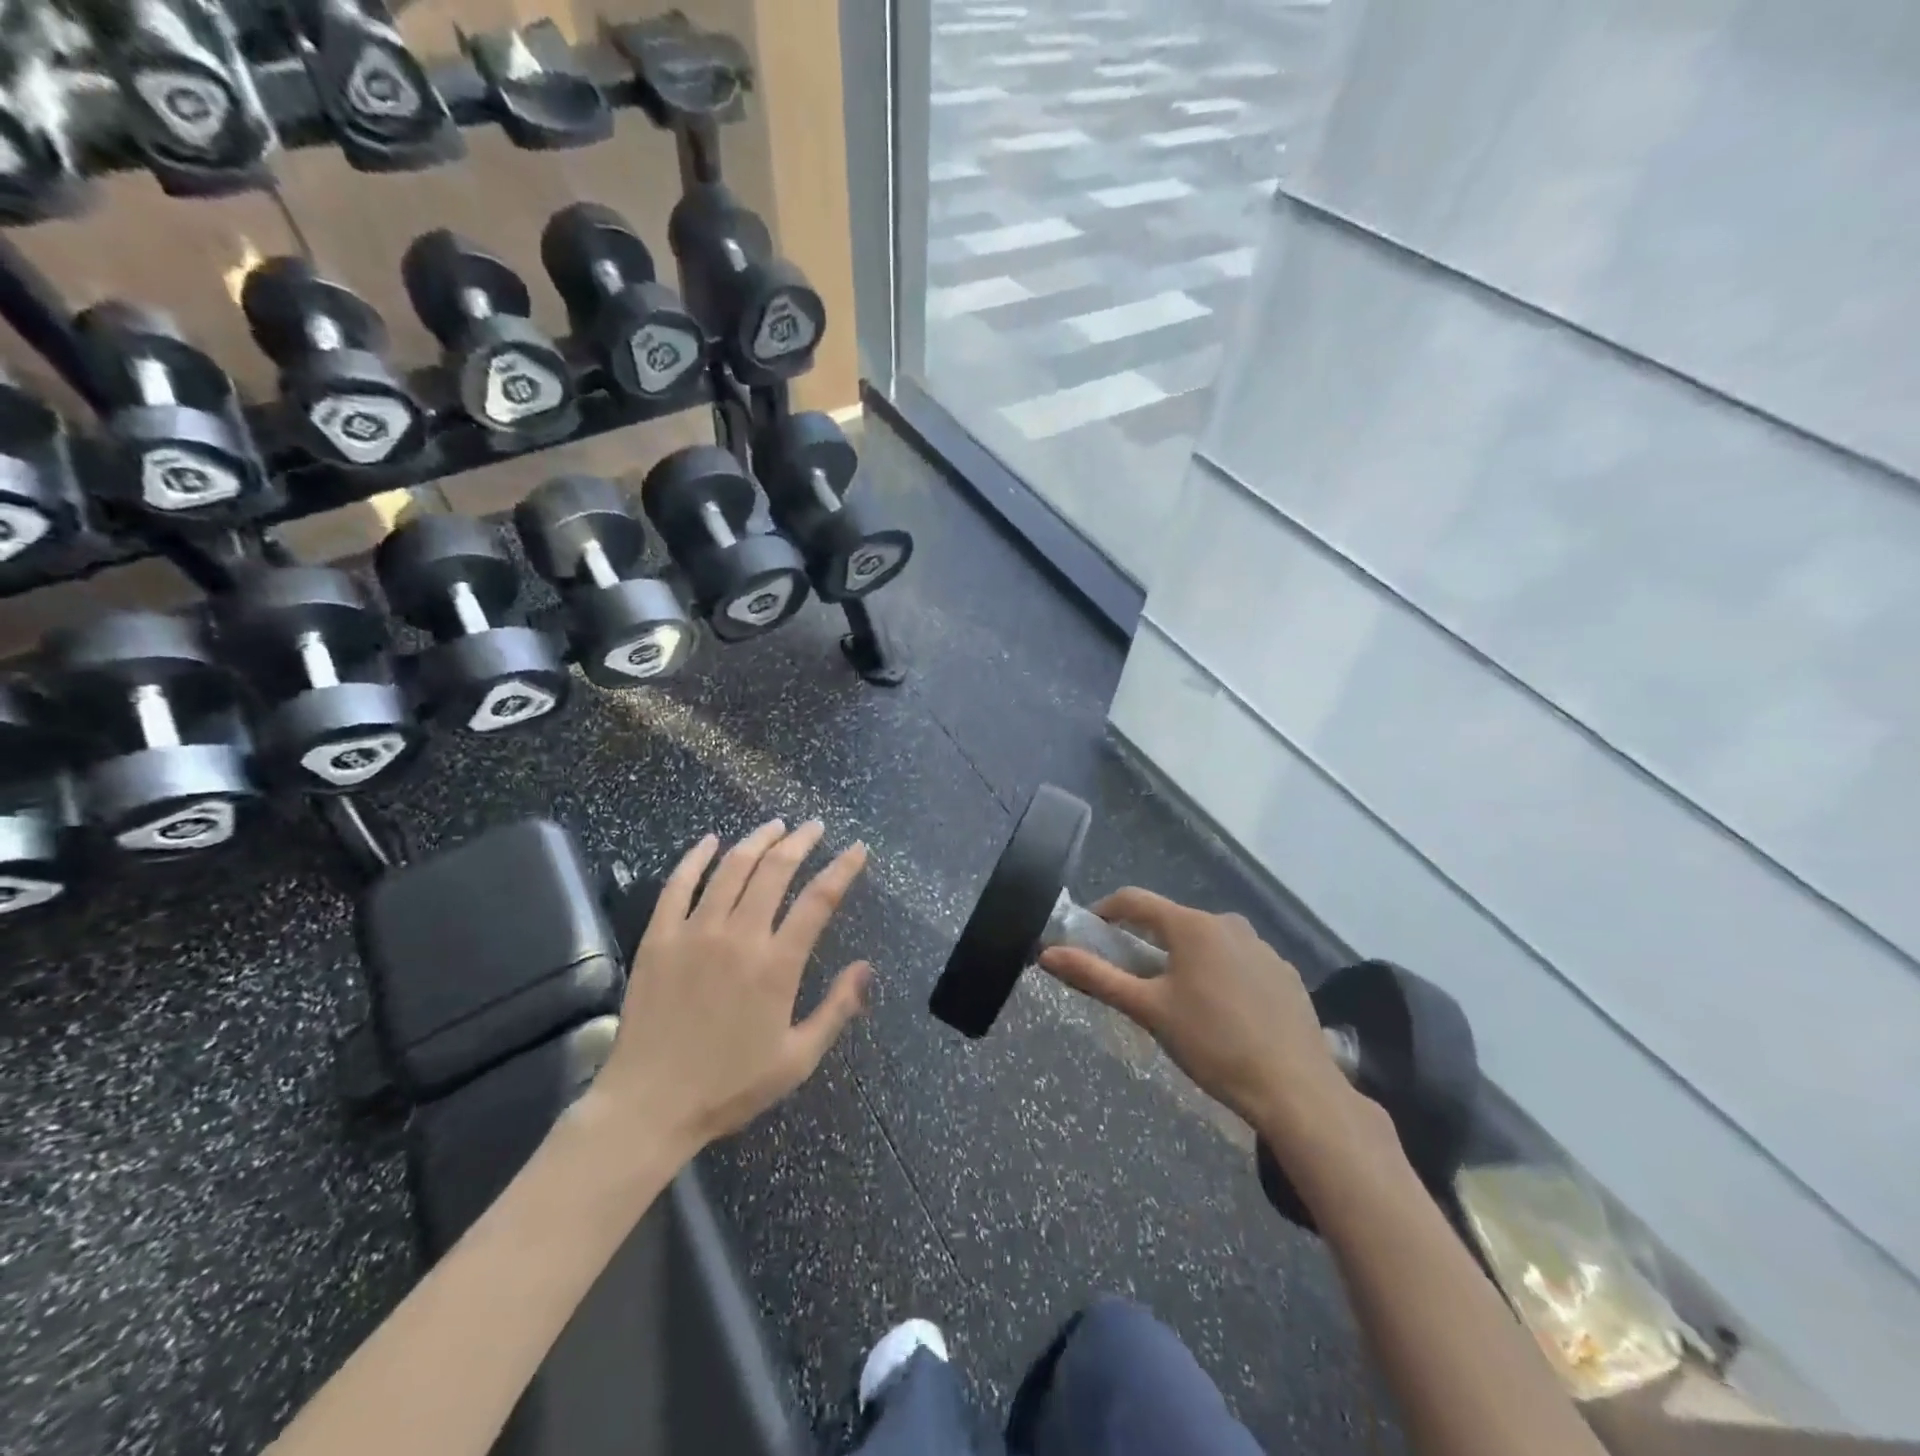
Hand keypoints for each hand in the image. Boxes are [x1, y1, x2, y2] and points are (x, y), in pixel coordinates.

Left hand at [593, 819, 872, 1153]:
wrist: (648, 1106)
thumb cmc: (729, 1086)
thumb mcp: (797, 1059)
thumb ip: (837, 1009)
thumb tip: (867, 967)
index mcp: (776, 965)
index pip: (819, 900)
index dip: (842, 868)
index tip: (857, 849)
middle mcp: (739, 936)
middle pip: (775, 871)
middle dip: (801, 842)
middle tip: (814, 827)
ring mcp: (694, 932)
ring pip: (731, 868)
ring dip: (757, 840)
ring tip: (775, 826)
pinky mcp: (658, 938)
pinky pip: (678, 885)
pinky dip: (695, 857)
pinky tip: (710, 840)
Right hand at [1039, 889, 1360, 1144]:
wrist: (1296, 1090)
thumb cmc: (1212, 1044)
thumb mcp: (1148, 1010)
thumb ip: (1097, 977)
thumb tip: (1048, 954)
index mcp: (1192, 925)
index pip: (1134, 900)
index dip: (1105, 912)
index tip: (1089, 935)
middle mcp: (1228, 923)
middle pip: (1172, 923)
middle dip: (1147, 944)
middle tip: (1134, 982)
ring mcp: (1262, 947)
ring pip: (1207, 943)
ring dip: (1184, 961)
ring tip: (1179, 1004)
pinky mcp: (1285, 973)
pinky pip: (1238, 962)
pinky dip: (1219, 976)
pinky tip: (1223, 1015)